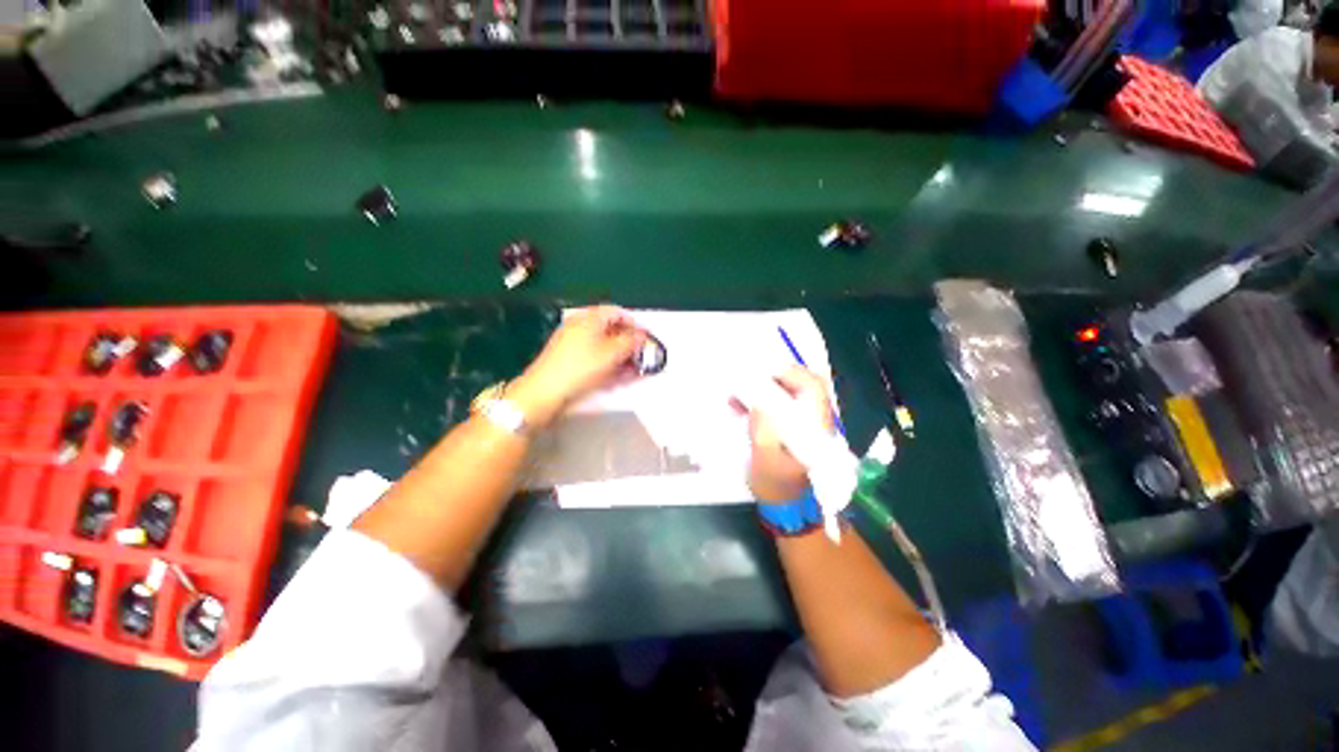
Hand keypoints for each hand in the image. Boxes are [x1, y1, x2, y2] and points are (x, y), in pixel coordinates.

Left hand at [509, 306, 646, 428]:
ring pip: (603, 346)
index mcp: (589, 317)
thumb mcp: (613, 353)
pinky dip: (607, 364)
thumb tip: (642, 335)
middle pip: (610, 330)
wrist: (546, 391)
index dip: (634, 324)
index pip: (617, 312)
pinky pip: (593, 357)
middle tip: (641, 357)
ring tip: (632, 371)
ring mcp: (572, 343)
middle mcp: (579, 326)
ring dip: (620, 357)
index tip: (646, 338)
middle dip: (628, 344)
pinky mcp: (568, 359)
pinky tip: (616, 378)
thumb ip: (632, 341)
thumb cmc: (581, 367)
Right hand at [736, 367, 834, 502]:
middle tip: (746, 379)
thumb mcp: (765, 457)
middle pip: (801, 384)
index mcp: (814, 426)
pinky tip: (739, 407)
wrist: (785, 506)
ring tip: (735, 396)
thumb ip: (763, 427)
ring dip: (762, 390)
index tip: (761, 372)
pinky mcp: (792, 428)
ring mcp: (804, 423)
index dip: (789, 373)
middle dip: (772, 377)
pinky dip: (759, 402)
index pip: (811, 387)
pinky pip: (778, 406)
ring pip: (787, 393)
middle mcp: (814, 419)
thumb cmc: (777, 485)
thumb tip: (758, 398)